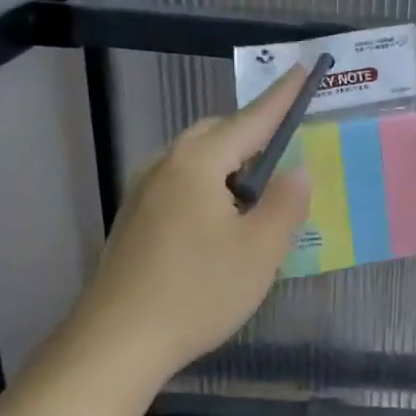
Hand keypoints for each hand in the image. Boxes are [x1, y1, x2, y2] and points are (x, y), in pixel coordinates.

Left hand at [71, 69, 312, 375]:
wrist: (115, 344)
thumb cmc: (197, 292)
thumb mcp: (260, 251)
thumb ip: (285, 203)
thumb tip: (296, 171)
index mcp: (198, 164)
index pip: (251, 119)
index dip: (281, 97)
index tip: (301, 71)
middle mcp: (165, 165)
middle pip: (217, 133)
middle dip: (253, 134)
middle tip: (285, 157)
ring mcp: (143, 192)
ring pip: (196, 160)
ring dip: (230, 165)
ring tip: (256, 199)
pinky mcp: (134, 219)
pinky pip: (180, 183)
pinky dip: (209, 187)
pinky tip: (220, 226)